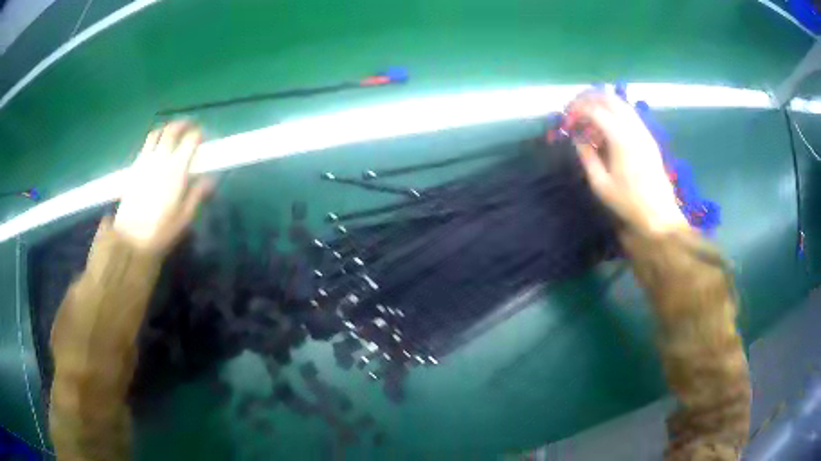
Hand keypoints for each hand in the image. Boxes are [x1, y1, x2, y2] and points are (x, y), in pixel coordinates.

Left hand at [113, 121, 212, 253]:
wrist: (130, 239)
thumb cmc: (160, 231)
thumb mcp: (184, 218)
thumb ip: (197, 195)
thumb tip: (210, 180)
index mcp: (177, 169)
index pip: (191, 139)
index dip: (199, 135)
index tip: (204, 138)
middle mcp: (161, 158)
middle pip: (172, 129)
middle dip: (183, 124)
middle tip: (190, 127)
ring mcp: (145, 161)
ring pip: (156, 133)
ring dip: (167, 129)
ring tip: (172, 134)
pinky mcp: (134, 167)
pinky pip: (146, 145)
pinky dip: (154, 140)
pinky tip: (156, 150)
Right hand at [565, 92, 687, 234]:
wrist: (659, 214)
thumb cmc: (628, 202)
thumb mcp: (601, 184)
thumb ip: (587, 156)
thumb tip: (578, 138)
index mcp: (620, 138)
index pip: (594, 110)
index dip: (576, 110)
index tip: (566, 122)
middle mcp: (633, 127)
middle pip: (608, 97)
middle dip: (587, 99)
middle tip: (573, 111)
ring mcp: (643, 130)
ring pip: (620, 102)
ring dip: (600, 103)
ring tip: (587, 118)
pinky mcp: (648, 136)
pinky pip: (628, 113)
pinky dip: (613, 111)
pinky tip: (606, 127)